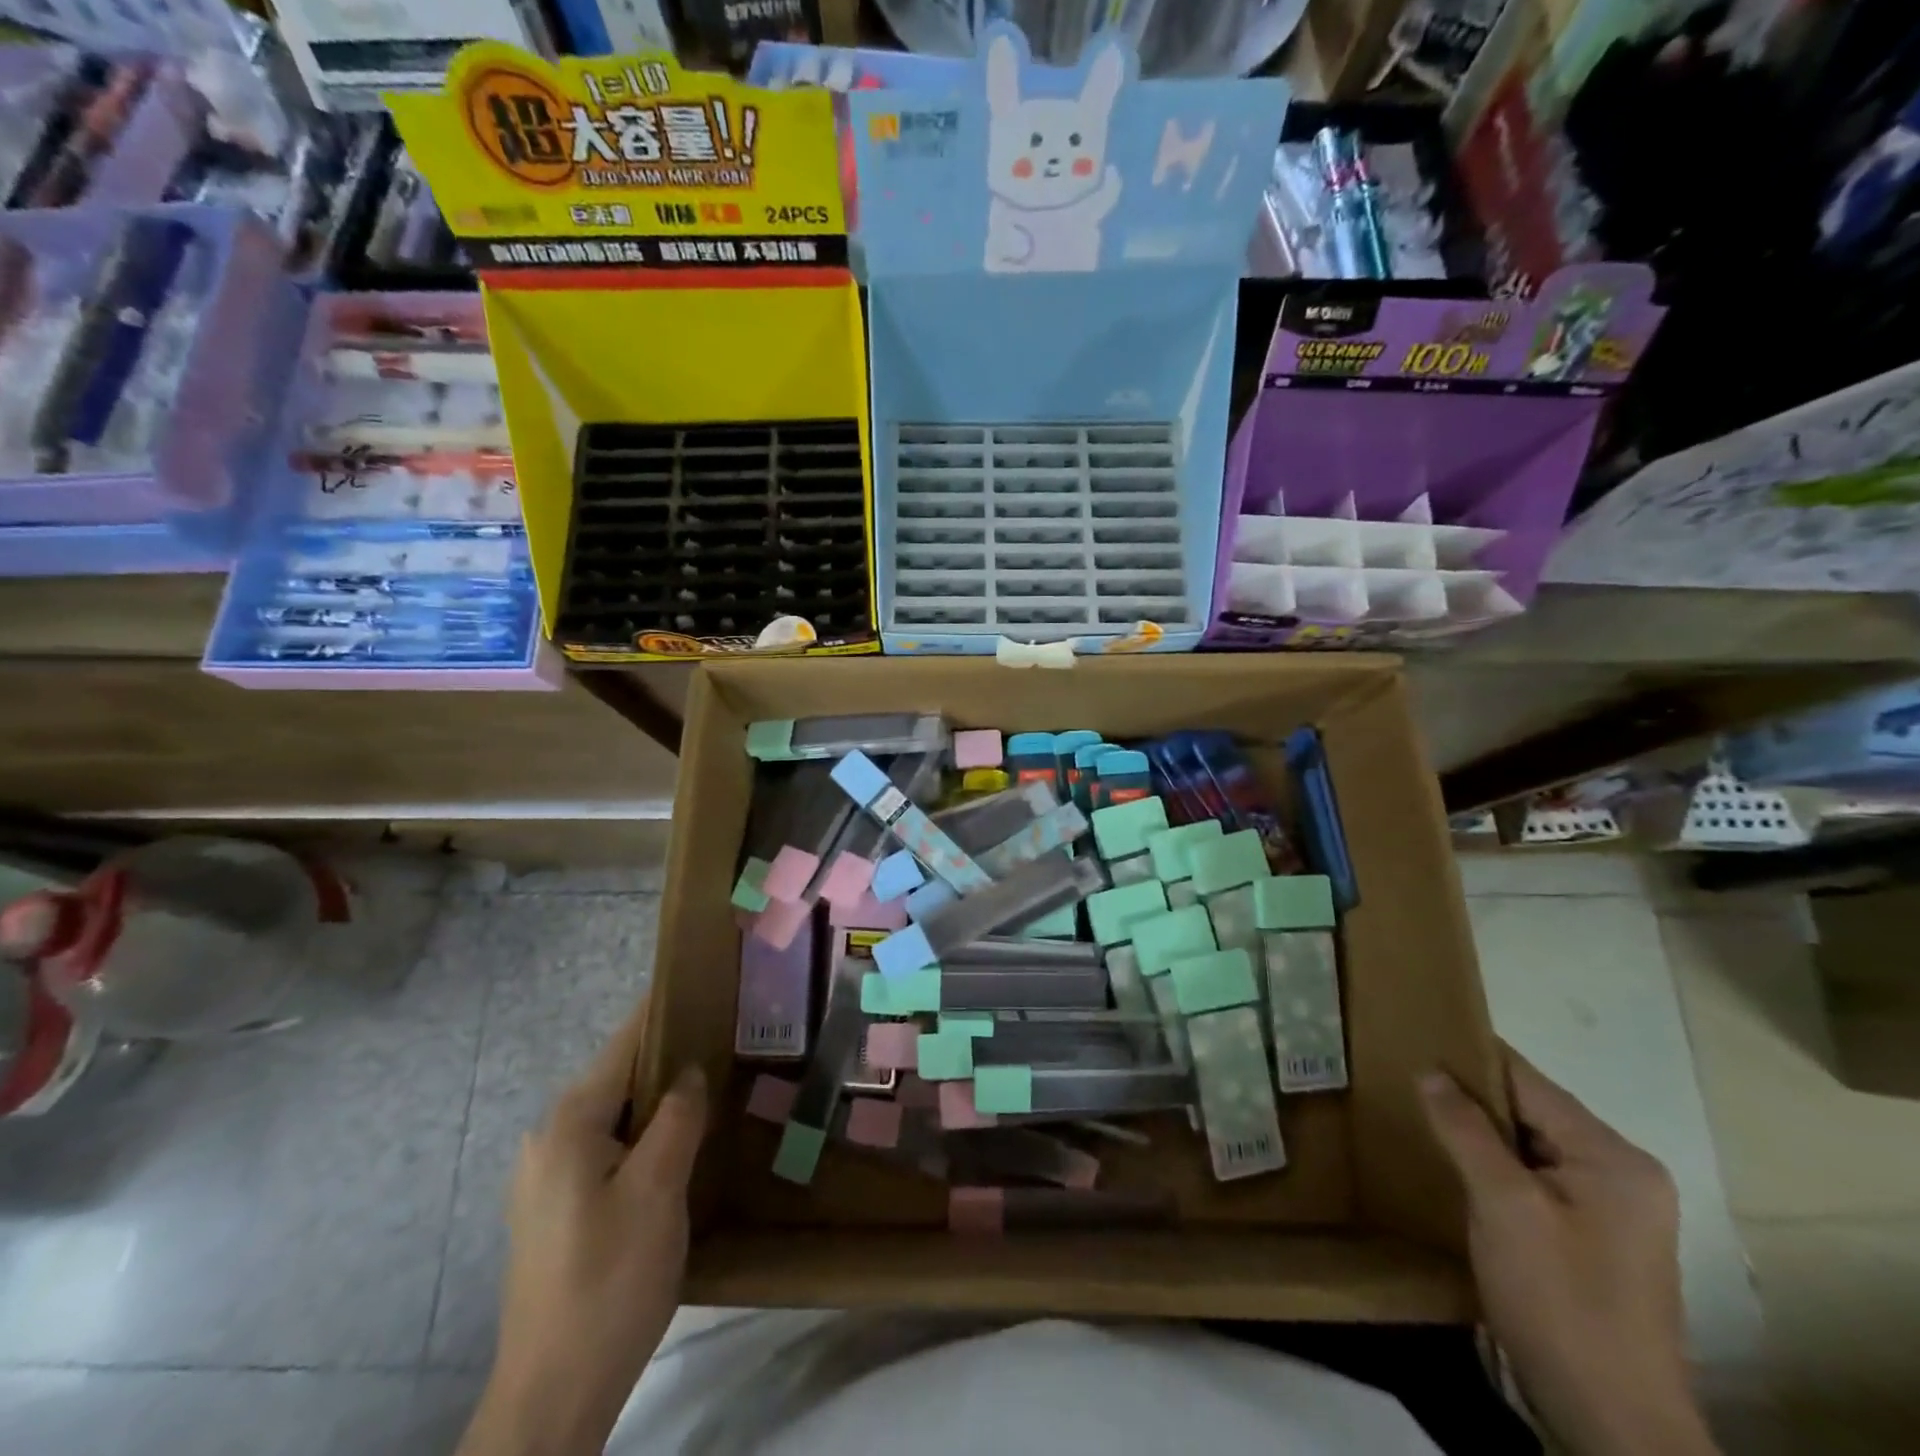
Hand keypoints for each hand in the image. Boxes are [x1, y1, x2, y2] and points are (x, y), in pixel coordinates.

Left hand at [460, 1001, 707, 1455]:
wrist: (553, 1392)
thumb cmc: (609, 1279)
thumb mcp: (657, 1189)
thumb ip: (677, 1117)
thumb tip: (689, 1070)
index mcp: (570, 1122)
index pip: (625, 1042)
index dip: (665, 1010)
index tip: (707, 982)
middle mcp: (550, 1136)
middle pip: (620, 1074)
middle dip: (670, 1055)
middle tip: (728, 1040)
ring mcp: (548, 1175)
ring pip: (616, 1112)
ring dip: (660, 1097)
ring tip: (714, 1085)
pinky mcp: (556, 1207)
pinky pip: (608, 1145)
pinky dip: (644, 1132)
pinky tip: (680, 1144)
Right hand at [1420, 1049, 1717, 1455]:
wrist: (1613, 1425)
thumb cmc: (1560, 1302)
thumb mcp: (1503, 1206)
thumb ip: (1465, 1129)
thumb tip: (1429, 1070)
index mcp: (1614, 1159)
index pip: (1528, 1082)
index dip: (1469, 1058)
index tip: (1413, 1037)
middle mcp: (1623, 1175)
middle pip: (1531, 1112)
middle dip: (1470, 1098)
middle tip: (1404, 1078)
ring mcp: (1613, 1211)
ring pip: (1529, 1147)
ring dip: (1479, 1134)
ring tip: (1419, 1114)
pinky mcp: (1594, 1241)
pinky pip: (1535, 1179)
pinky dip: (1495, 1167)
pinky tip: (1453, 1167)